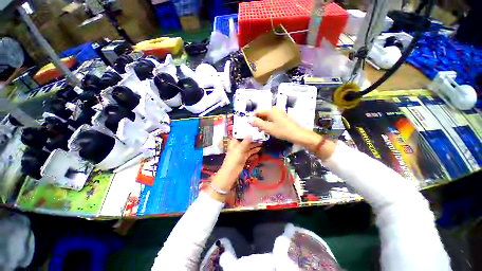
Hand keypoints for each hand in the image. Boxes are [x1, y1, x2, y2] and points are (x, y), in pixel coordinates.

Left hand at [207, 137, 260, 201]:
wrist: (231, 171)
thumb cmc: (234, 158)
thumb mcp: (239, 149)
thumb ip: (245, 141)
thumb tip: (250, 134)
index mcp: (234, 143)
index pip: (240, 135)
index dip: (246, 132)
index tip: (253, 129)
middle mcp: (238, 146)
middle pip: (246, 141)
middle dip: (253, 139)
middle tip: (260, 137)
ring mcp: (241, 152)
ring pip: (249, 147)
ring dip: (254, 145)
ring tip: (262, 143)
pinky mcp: (244, 157)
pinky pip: (250, 153)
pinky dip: (254, 152)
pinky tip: (259, 150)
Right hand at [251, 108, 335, 159]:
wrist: (298, 134)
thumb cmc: (282, 131)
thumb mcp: (268, 128)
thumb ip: (258, 123)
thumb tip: (249, 119)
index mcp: (271, 111)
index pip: (258, 112)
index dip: (253, 118)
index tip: (250, 125)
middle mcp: (275, 109)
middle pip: (263, 114)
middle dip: (258, 121)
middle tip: (256, 129)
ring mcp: (280, 113)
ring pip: (267, 117)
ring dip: (263, 123)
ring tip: (262, 131)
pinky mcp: (282, 117)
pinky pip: (272, 119)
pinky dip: (269, 123)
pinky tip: (269, 130)